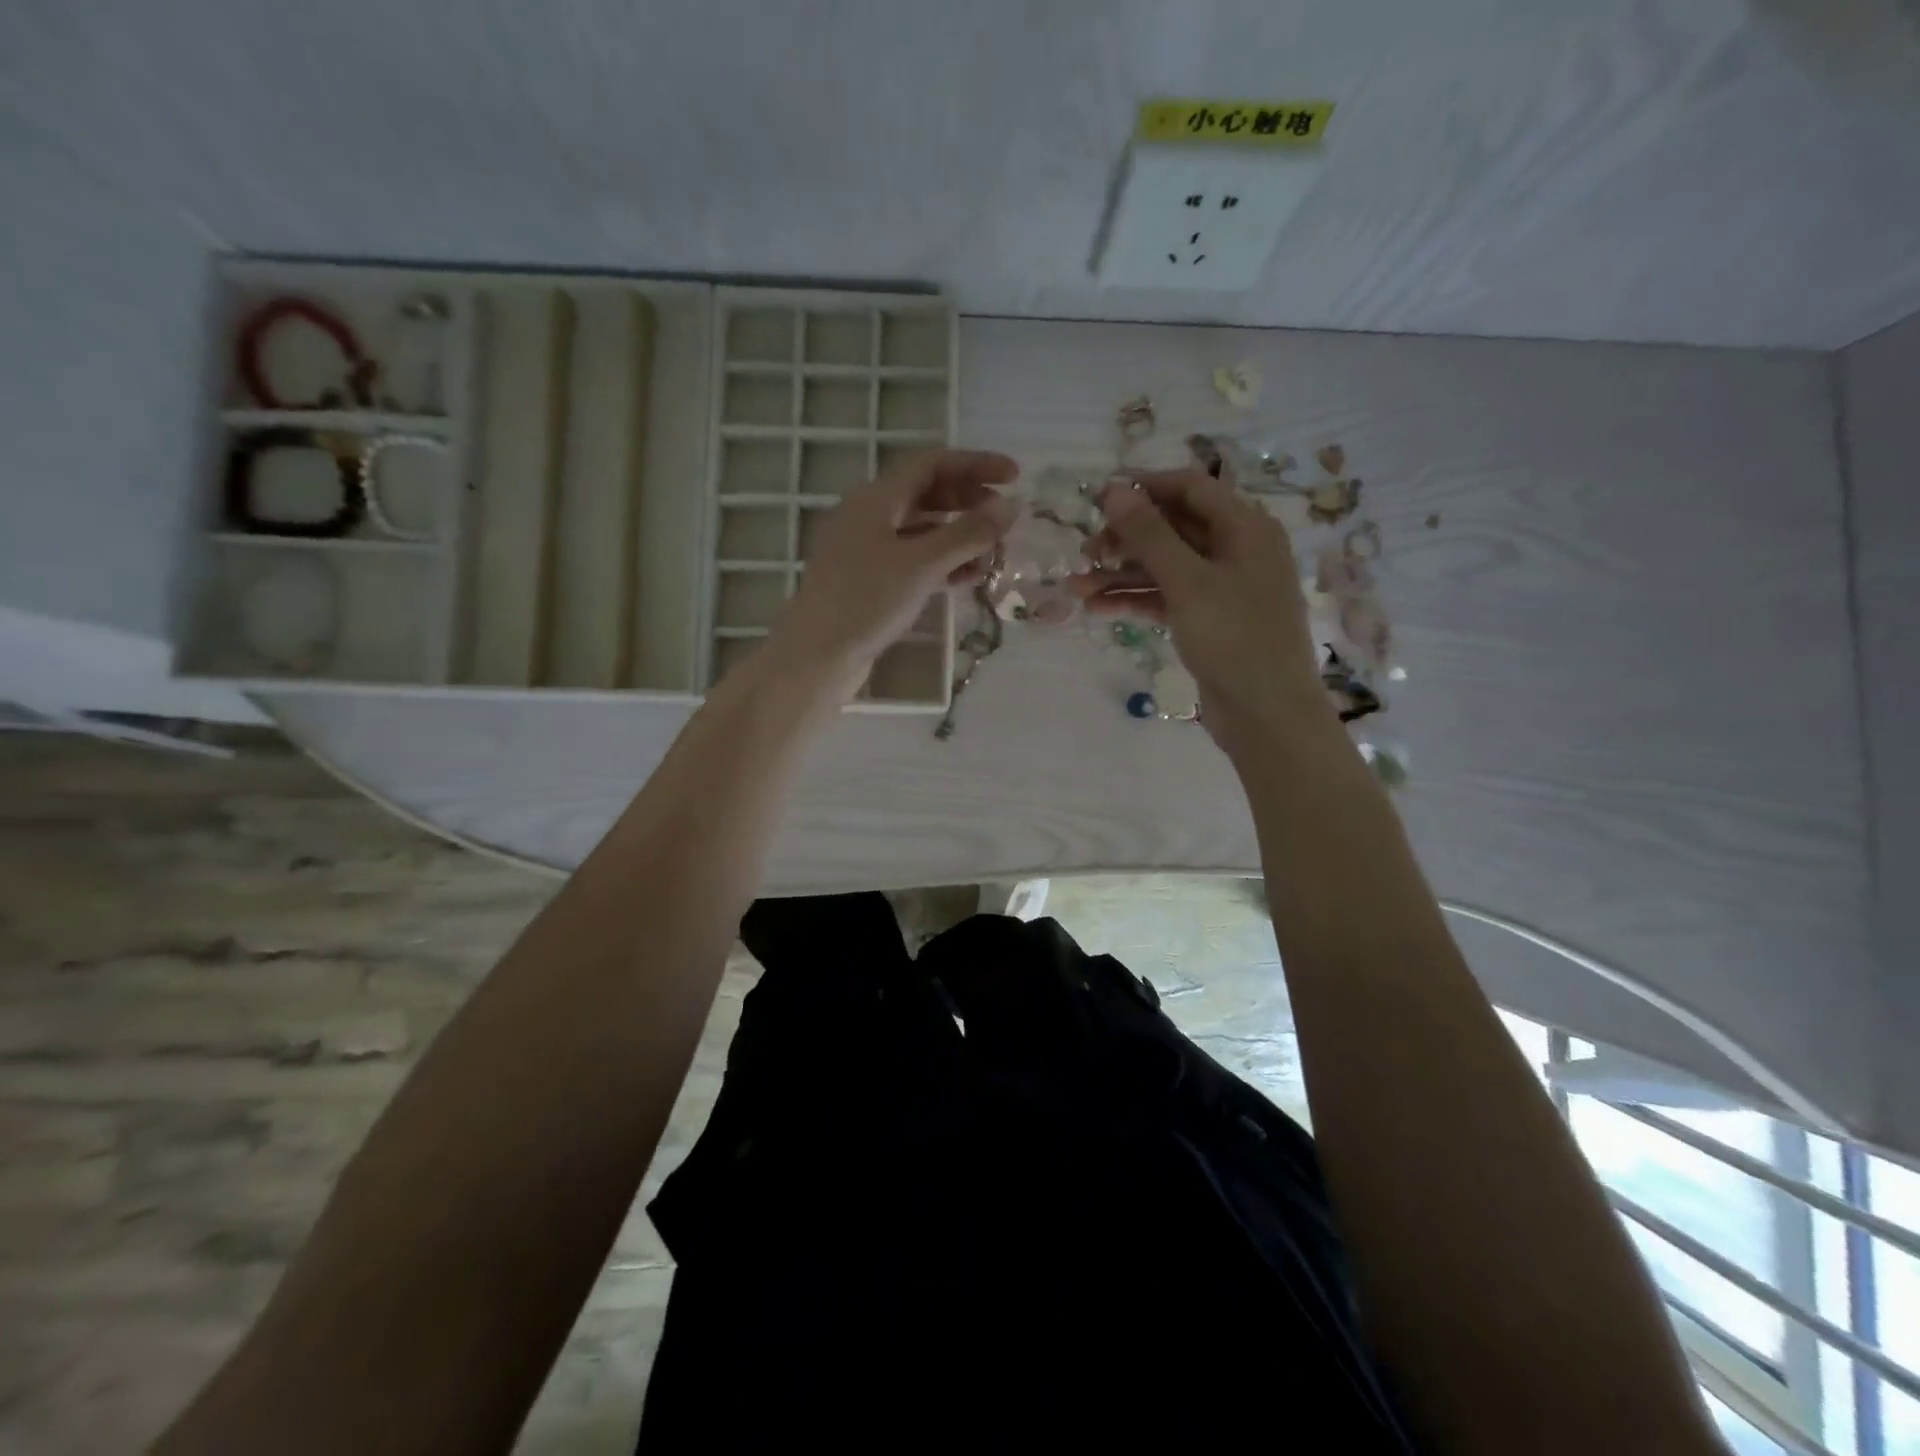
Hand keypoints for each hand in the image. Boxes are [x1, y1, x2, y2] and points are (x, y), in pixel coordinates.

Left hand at [762, 449, 1017, 697]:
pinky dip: (942, 562)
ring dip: (959, 536)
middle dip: (969, 501)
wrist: (817, 656)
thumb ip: (968, 533)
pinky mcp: (869, 581)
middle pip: (926, 493)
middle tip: (1004, 520)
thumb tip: (1010, 506)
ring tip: (993, 553)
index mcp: (875, 498)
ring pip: (921, 529)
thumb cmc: (867, 601)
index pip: (932, 463)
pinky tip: (968, 577)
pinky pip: (913, 559)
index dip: (975, 464)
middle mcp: (869, 516)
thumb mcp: (923, 564)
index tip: (1015, 476)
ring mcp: (866, 550)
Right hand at [1076, 469, 1328, 756]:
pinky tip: (1098, 609)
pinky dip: (1135, 600)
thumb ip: (1149, 534)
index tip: (1099, 499)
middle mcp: (1236, 550)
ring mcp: (1222, 588)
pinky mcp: (1208, 620)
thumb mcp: (1187, 581)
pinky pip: (1167, 598)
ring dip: (1122, 575)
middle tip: (1085, 553)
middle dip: (1126, 539)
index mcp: (1245, 528)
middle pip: (1173, 529)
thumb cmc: (1234, 637)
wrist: (1266, 713)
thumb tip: (1115, 490)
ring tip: (1077, 588)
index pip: (1190, 489)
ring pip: (1165, 567)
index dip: (1145, 488)